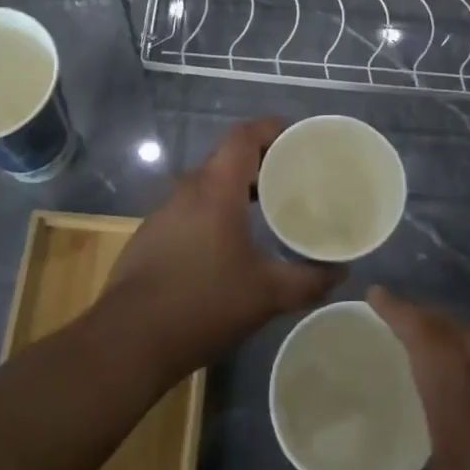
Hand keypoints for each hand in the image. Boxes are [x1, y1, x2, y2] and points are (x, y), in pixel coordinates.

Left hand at [104, 118, 341, 380]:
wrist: (128, 342)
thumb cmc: (202, 304)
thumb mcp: (266, 295)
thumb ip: (308, 280)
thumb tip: (341, 272)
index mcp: (216, 190)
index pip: (243, 136)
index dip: (271, 128)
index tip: (298, 137)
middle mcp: (187, 191)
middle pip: (226, 157)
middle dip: (261, 160)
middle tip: (293, 175)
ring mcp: (164, 213)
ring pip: (207, 184)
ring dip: (237, 187)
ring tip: (267, 208)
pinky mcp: (151, 237)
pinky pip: (191, 209)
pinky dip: (215, 211)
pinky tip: (229, 243)